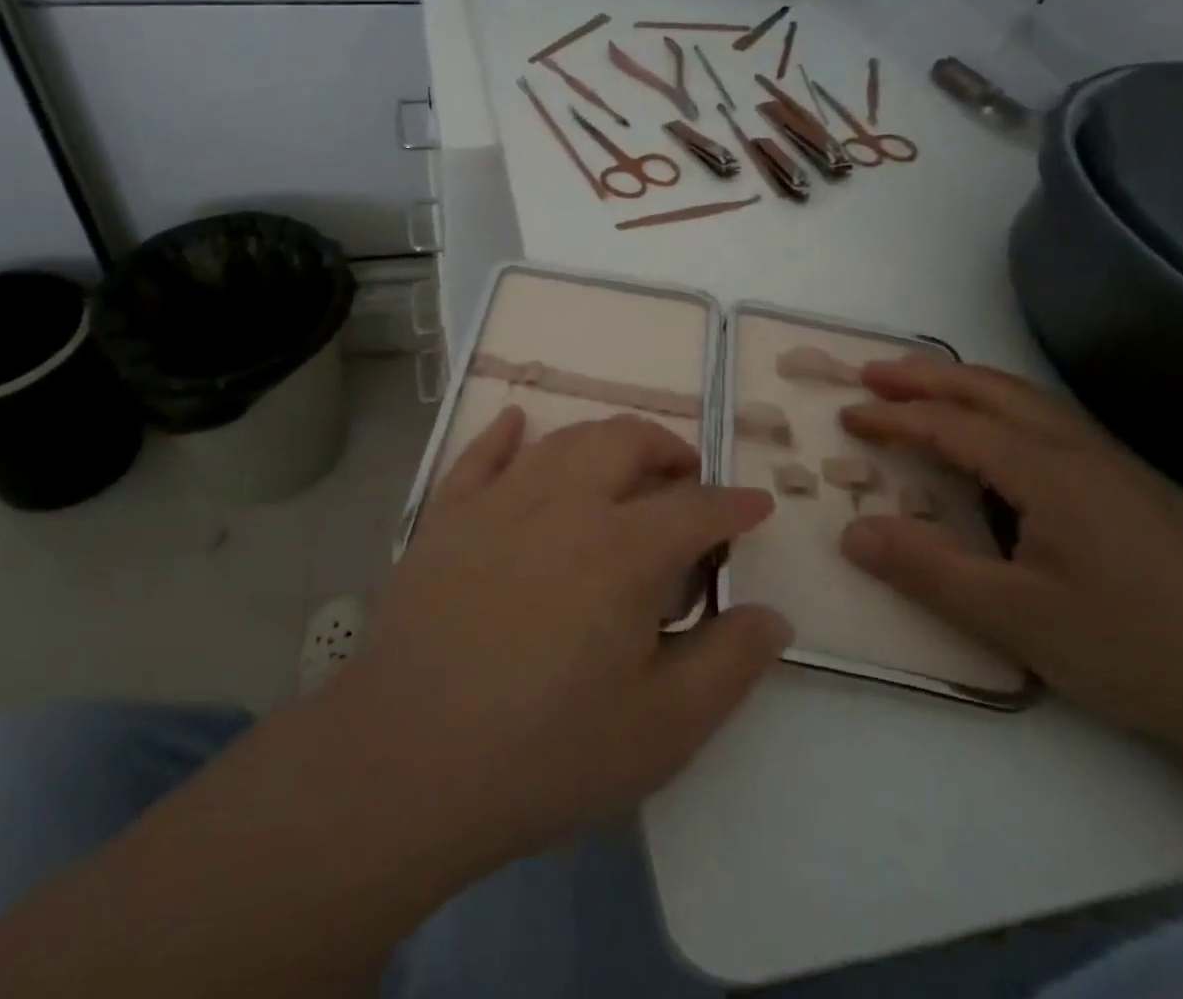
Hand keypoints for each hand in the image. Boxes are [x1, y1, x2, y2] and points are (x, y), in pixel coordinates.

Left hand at [338, 407, 791, 871]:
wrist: (409, 761)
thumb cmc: (546, 752)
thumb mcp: (663, 729)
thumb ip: (728, 665)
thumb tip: (773, 617)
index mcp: (624, 549)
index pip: (697, 507)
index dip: (735, 504)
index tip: (756, 505)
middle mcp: (565, 503)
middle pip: (626, 442)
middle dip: (668, 449)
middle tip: (685, 476)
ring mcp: (499, 501)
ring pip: (562, 439)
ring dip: (603, 440)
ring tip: (620, 463)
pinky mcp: (446, 515)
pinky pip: (481, 453)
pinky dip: (505, 432)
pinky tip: (517, 422)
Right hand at [837, 358, 1182, 742]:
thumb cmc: (1131, 651)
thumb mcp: (1014, 619)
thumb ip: (927, 570)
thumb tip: (850, 531)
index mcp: (1049, 473)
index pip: (954, 426)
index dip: (895, 417)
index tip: (846, 414)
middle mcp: (1078, 452)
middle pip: (991, 391)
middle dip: (926, 376)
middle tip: (872, 374)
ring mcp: (1108, 467)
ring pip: (1024, 400)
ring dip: (965, 384)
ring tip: (920, 386)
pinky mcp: (1125, 490)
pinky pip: (1046, 423)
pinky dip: (998, 407)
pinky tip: (992, 434)